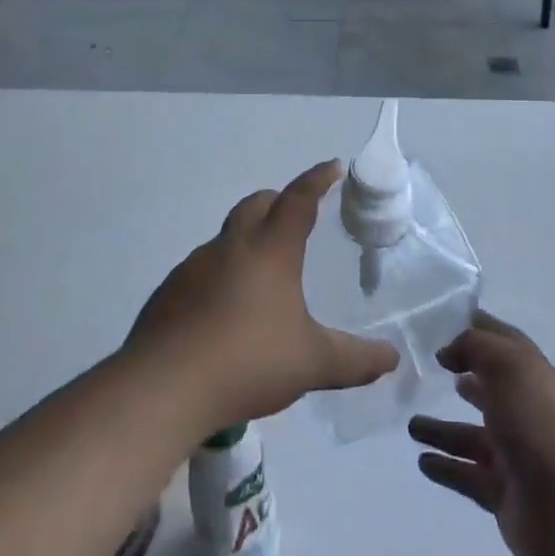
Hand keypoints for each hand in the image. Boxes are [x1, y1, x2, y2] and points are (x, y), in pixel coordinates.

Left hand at [125, 160, 397, 432]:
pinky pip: (201, 270)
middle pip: (256, 205)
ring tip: (262, 274)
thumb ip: (354, 360)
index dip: (318, 180)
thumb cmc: (248, 362)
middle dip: (278, 201)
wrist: (162, 389)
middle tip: (296, 215)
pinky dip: (219, 275)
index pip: (298, 201)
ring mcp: (193, 268)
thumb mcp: (311, 363)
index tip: (333, 167)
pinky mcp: (168, 293)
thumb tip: (391, 358)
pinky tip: (224, 312)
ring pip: (226, 238)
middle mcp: (231, 247)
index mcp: (270, 251)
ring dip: (247, 241)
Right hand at [410, 312, 554, 555]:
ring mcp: (517, 455)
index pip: (506, 344)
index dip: (481, 329)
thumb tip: (449, 351)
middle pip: (491, 390)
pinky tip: (421, 461)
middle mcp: (528, 412)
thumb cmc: (541, 424)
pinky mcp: (504, 494)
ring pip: (472, 436)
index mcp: (536, 377)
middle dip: (466, 377)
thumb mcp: (510, 366)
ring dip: (442, 429)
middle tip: (431, 370)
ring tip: (410, 424)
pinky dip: (445, 468)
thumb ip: (475, 347)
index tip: (447, 320)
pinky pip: (467, 475)